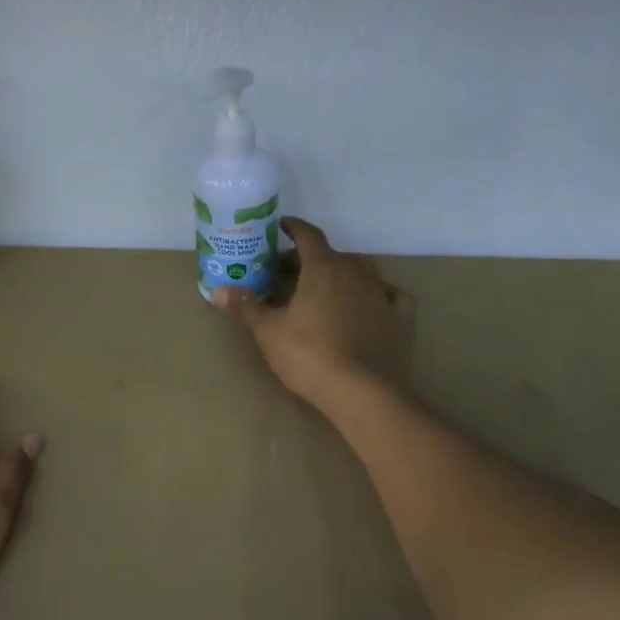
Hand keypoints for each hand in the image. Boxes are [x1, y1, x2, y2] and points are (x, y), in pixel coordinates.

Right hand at [213, 216, 413, 410]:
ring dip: (344, 273)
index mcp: (323, 268)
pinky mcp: (400, 318)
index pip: (308, 235)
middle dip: (310, 259)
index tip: (282, 227)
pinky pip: (390, 295)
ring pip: (363, 271)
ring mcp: (382, 294)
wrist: (363, 392)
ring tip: (327, 288)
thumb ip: (246, 307)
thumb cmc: (309, 355)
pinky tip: (372, 304)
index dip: (294, 228)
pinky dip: (378, 295)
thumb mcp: (268, 332)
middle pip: (332, 255)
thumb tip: (219, 291)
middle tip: (290, 273)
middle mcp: (356, 272)